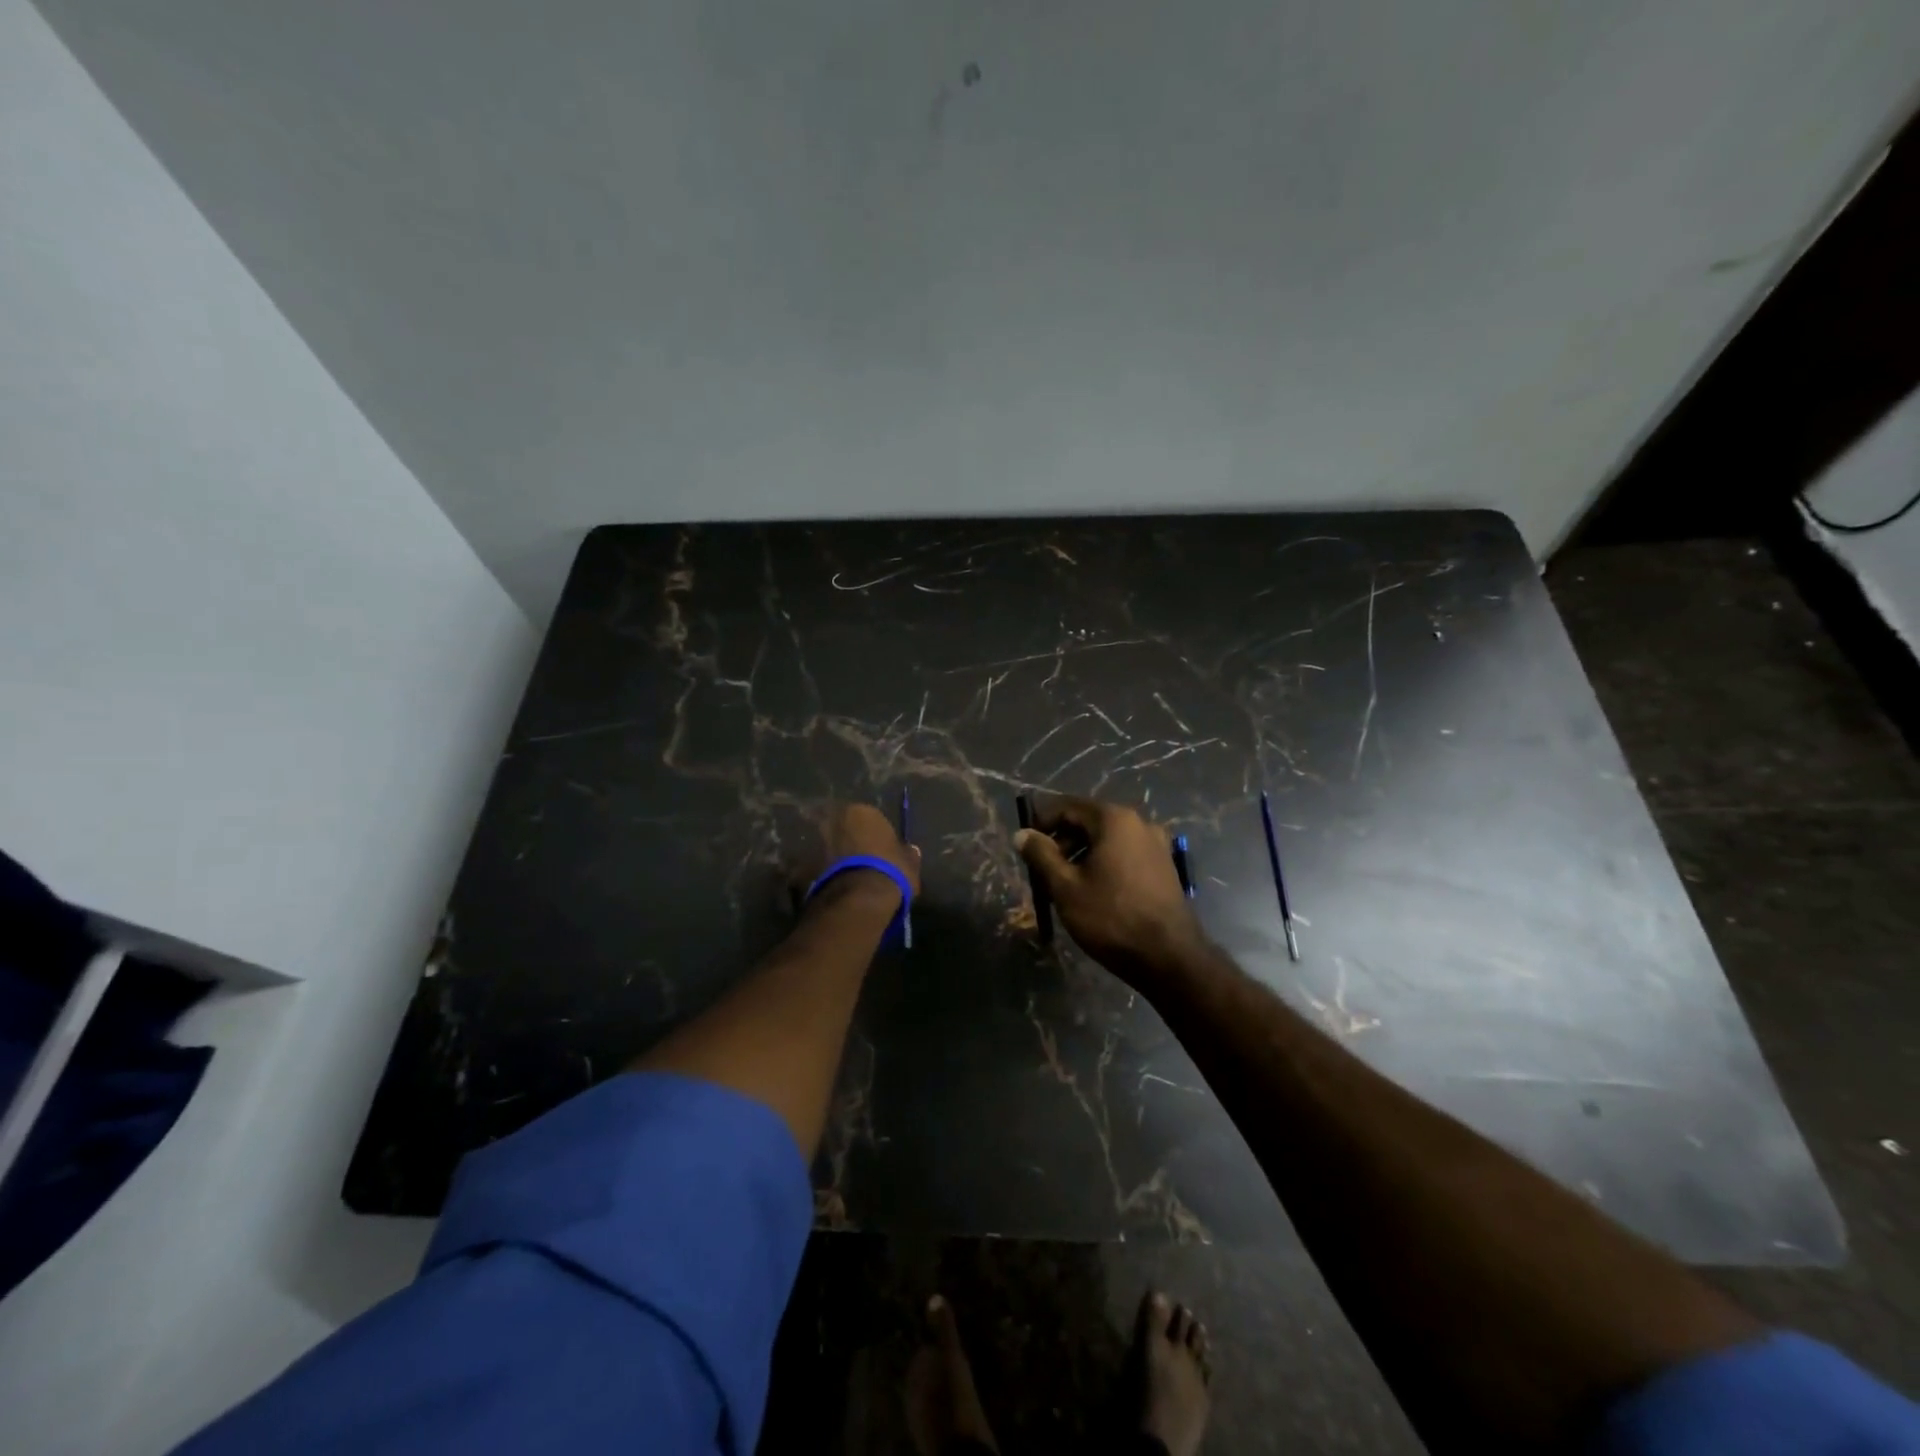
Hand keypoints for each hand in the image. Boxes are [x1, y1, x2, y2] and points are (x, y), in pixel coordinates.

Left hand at [820, 802, 921, 902]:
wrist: (860, 898)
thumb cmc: (890, 870)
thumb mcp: (909, 863)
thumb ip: (907, 853)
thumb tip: (911, 850)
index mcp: (862, 812)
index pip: (868, 817)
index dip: (873, 833)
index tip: (879, 847)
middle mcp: (837, 820)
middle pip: (844, 827)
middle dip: (850, 839)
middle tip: (861, 858)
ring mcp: (819, 842)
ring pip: (830, 845)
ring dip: (836, 855)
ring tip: (849, 873)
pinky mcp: (807, 865)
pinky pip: (820, 865)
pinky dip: (826, 872)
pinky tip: (838, 884)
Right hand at [1015, 796, 1202, 988]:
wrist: (1169, 957)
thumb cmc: (1110, 917)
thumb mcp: (1065, 886)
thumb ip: (1040, 855)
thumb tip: (1022, 834)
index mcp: (1114, 819)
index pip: (1068, 806)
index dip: (1042, 822)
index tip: (1025, 847)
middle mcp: (1139, 823)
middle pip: (1089, 821)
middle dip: (1061, 842)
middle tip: (1042, 871)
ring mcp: (1156, 845)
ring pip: (1107, 840)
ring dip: (1081, 855)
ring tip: (1065, 886)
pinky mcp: (1164, 867)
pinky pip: (1124, 854)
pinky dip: (1103, 864)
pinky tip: (1093, 893)